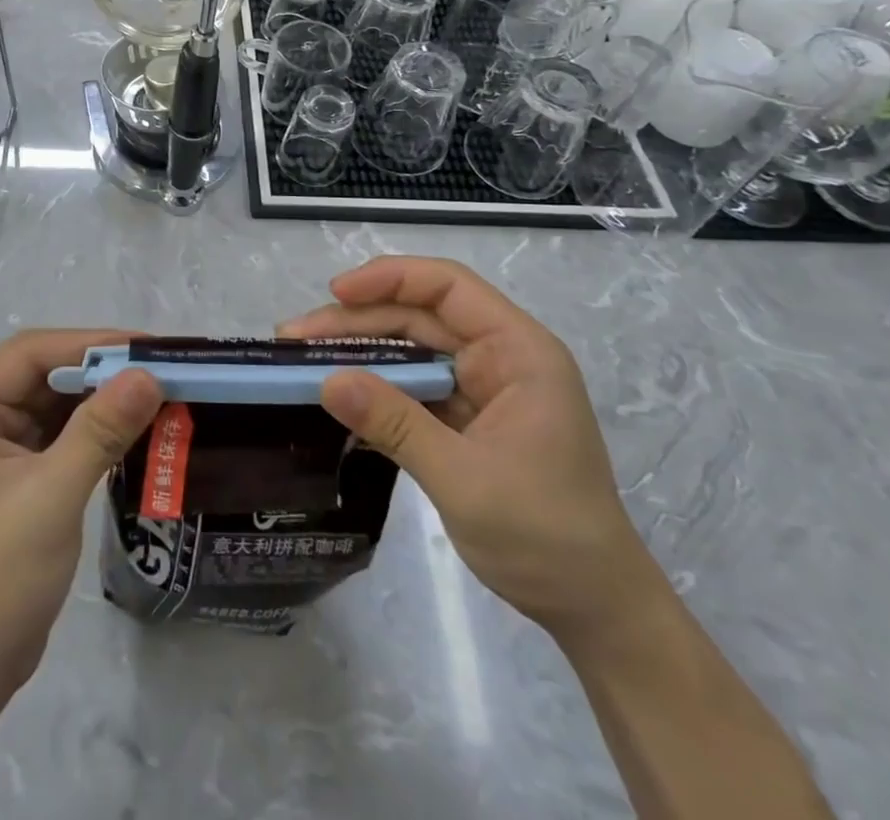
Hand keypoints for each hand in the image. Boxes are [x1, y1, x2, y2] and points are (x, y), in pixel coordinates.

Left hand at [0, 329, 163, 701]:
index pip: (30, 352)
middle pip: (42, 373)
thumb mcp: (50, 498)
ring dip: (100, 399)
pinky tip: (133, 429)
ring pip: (52, 402)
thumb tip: (148, 375)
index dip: (90, 343)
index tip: (149, 347)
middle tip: (161, 369)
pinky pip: (56, 434)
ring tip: (157, 393)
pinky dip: (92, 429)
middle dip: (100, 371)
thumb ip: (99, 431)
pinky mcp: (9, 474)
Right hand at [280, 257, 661, 639]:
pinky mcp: (465, 418)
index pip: (448, 287)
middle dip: (357, 322)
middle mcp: (499, 357)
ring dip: (359, 354)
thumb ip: (395, 424)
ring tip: (302, 361)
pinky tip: (336, 396)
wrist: (594, 610)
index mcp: (519, 352)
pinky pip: (412, 387)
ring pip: (410, 350)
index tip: (335, 293)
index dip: (390, 279)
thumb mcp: (464, 479)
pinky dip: (374, 389)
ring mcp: (481, 388)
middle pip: (419, 316)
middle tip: (295, 339)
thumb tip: (327, 381)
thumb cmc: (546, 536)